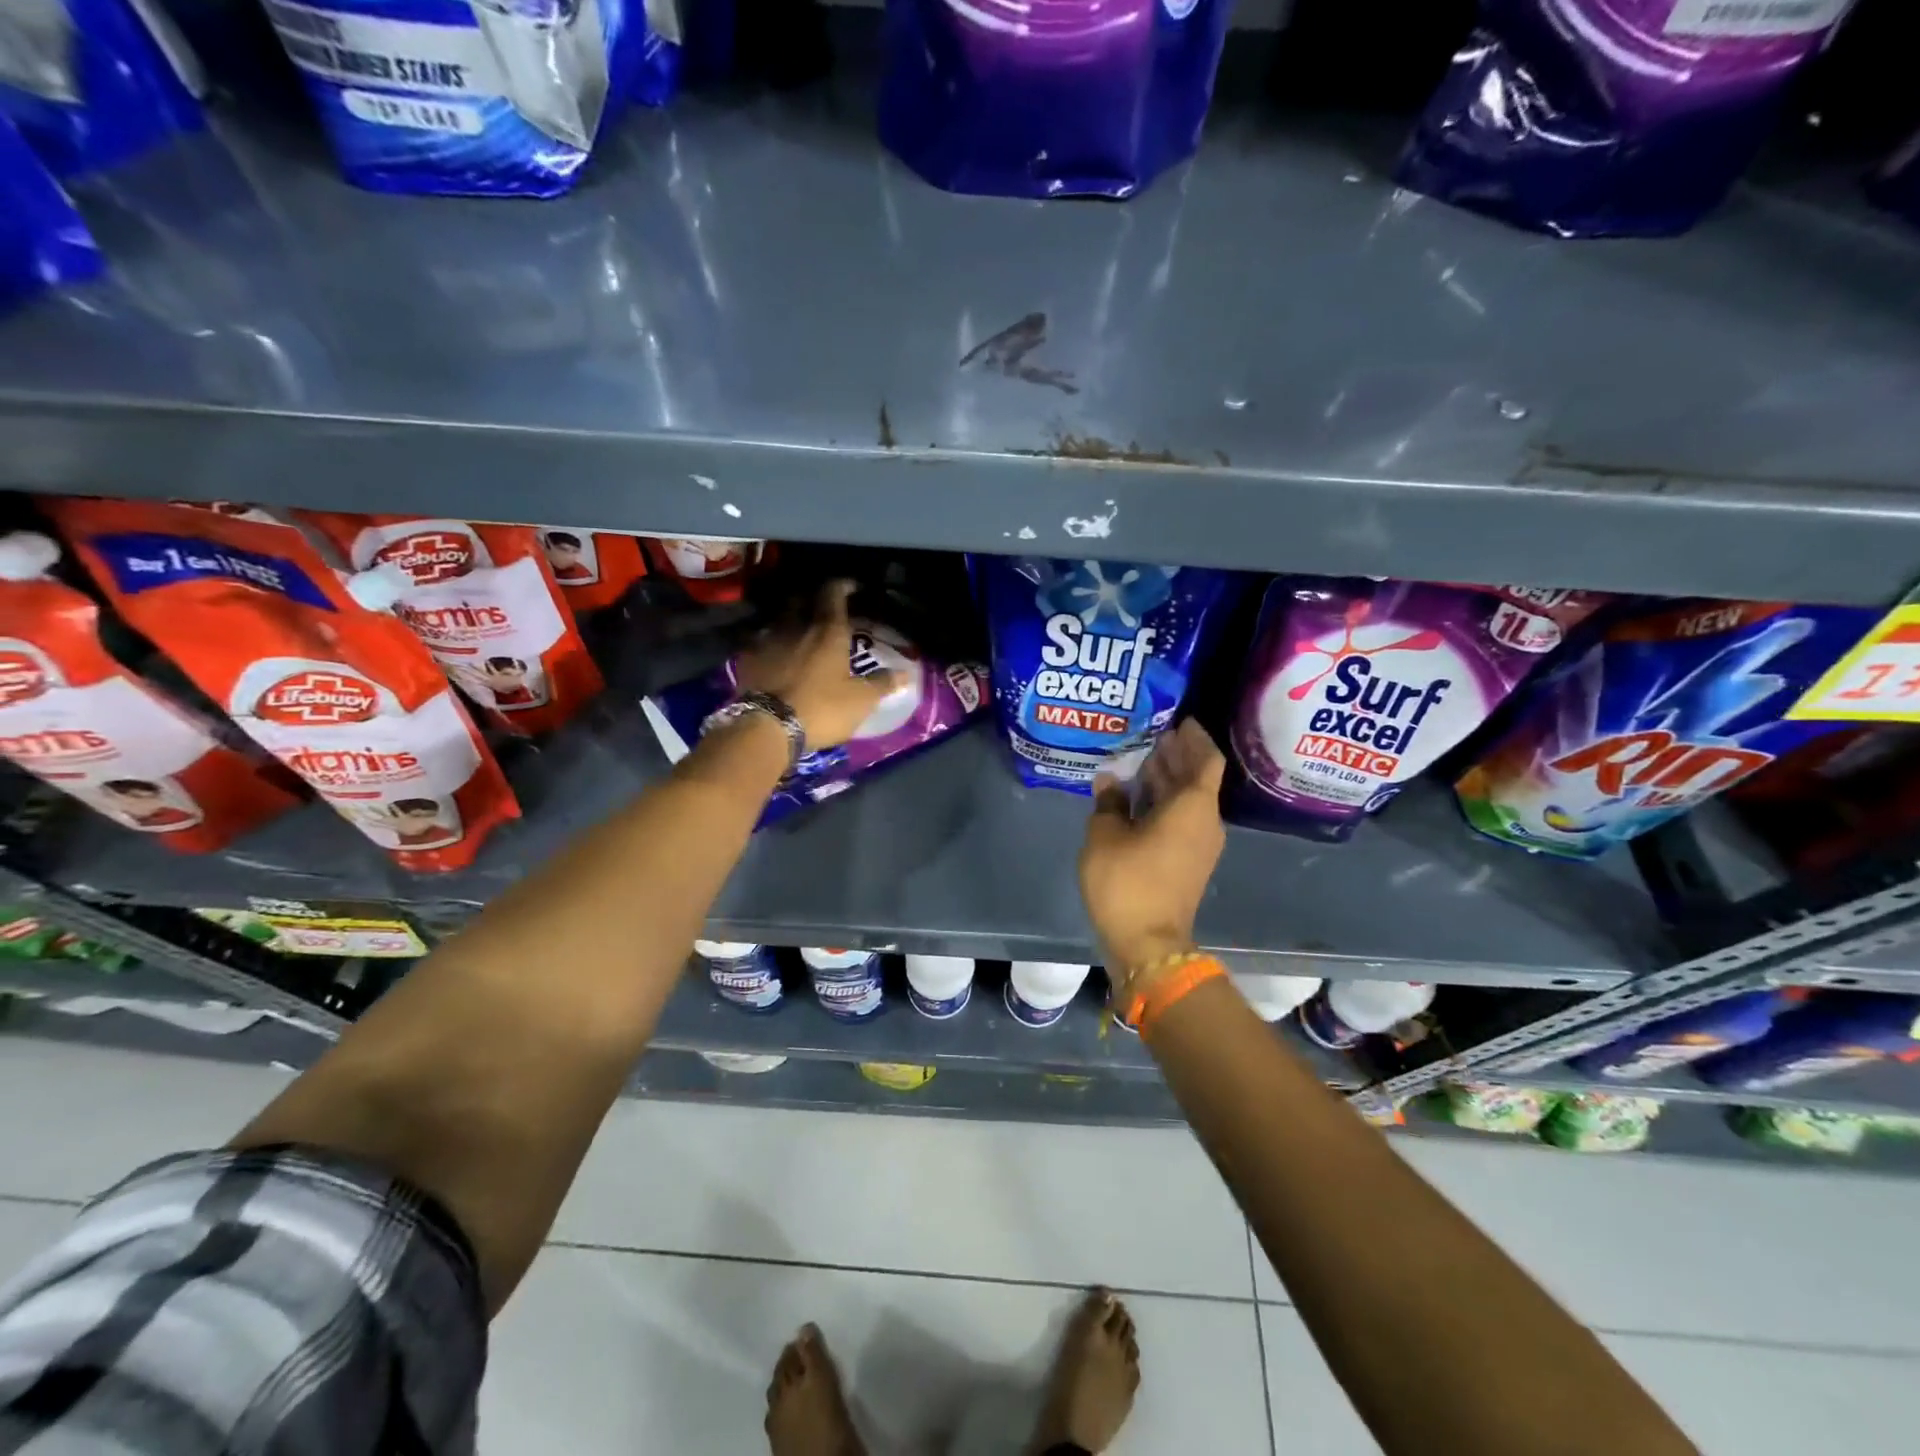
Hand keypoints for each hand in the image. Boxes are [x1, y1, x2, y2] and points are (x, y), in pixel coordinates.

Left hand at [736, 580, 900, 750]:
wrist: (767, 727)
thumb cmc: (821, 709)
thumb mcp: (860, 701)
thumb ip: (882, 683)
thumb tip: (906, 673)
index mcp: (827, 631)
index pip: (833, 592)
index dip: (843, 585)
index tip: (851, 587)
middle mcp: (796, 626)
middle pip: (802, 600)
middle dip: (813, 600)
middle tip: (823, 612)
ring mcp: (767, 640)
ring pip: (779, 619)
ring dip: (790, 622)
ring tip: (798, 635)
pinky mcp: (747, 658)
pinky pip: (759, 641)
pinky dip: (769, 644)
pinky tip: (773, 656)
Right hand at [1078, 720, 1226, 992]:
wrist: (1147, 943)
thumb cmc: (1127, 882)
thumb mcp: (1105, 836)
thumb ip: (1108, 803)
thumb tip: (1110, 781)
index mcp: (1193, 808)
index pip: (1206, 760)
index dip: (1194, 738)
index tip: (1178, 720)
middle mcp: (1204, 822)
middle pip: (1197, 779)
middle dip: (1177, 756)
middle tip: (1152, 734)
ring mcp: (1199, 845)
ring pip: (1188, 801)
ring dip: (1168, 780)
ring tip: (1141, 760)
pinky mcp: (1187, 863)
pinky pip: (1181, 820)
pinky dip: (1164, 803)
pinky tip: (1137, 797)